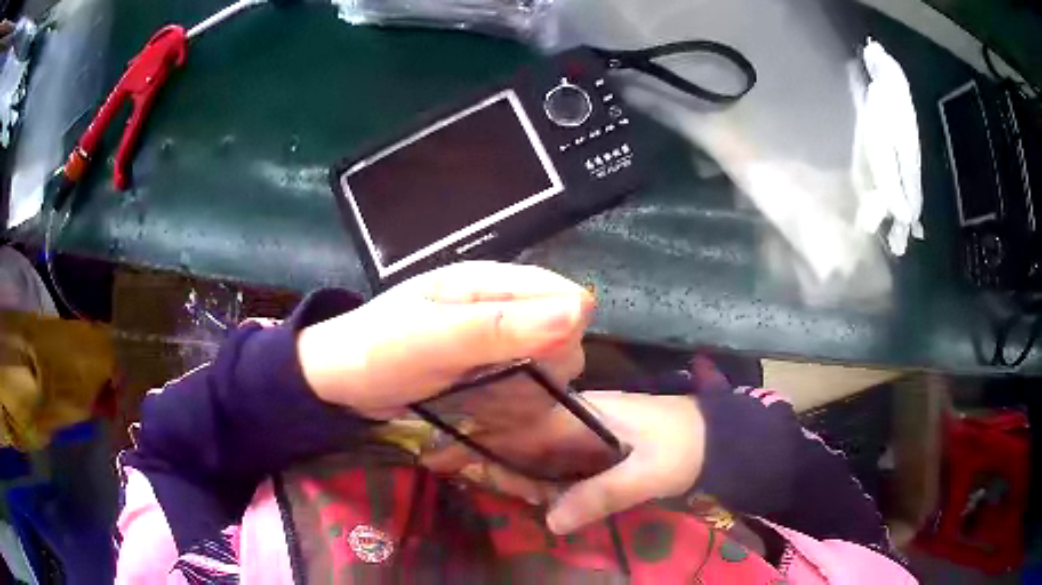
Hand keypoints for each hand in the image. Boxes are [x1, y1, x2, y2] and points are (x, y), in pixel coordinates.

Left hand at [295, 261, 592, 419]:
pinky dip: (509, 408)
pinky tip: (479, 411)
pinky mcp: (486, 371)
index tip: (541, 370)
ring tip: (479, 401)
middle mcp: (498, 307)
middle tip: (498, 387)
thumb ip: (502, 327)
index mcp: (488, 282)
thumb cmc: (377, 352)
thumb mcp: (433, 339)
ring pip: (548, 370)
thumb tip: (583, 311)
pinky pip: (523, 391)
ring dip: (523, 395)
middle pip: (563, 336)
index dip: (564, 334)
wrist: (339, 383)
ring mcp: (494, 342)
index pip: (564, 296)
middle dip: (542, 372)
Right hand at [422, 391, 705, 534]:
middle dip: (500, 468)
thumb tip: (551, 521)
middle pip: (518, 441)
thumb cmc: (685, 445)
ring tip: (524, 499)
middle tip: (498, 492)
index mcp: (581, 413)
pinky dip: (543, 480)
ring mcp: (583, 431)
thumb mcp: (649, 472)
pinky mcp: (593, 446)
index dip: (478, 440)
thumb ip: (602, 494)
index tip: (439, 456)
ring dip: (521, 477)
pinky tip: (546, 498)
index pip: (516, 426)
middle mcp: (574, 417)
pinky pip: (555, 462)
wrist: (717, 435)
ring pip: (534, 453)